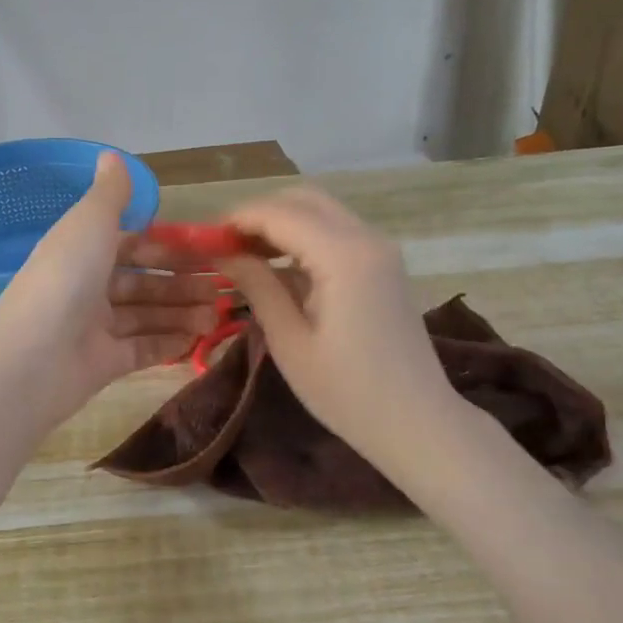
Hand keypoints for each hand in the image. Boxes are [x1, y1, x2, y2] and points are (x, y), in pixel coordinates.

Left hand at [0, 153, 217, 421]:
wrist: (32, 358)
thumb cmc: (65, 279)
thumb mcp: (90, 223)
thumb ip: (110, 193)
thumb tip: (111, 155)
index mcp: (82, 252)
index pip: (132, 246)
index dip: (168, 249)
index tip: (208, 252)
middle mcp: (88, 288)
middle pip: (143, 284)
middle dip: (182, 285)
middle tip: (223, 289)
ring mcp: (95, 329)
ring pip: (147, 317)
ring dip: (182, 314)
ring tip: (217, 316)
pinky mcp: (104, 364)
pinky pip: (143, 350)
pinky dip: (169, 344)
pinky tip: (198, 340)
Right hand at [216, 187, 454, 468]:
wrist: (418, 422)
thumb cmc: (348, 392)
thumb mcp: (290, 341)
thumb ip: (257, 286)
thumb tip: (222, 254)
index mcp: (343, 256)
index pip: (280, 214)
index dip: (238, 220)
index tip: (204, 241)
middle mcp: (366, 238)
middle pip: (303, 199)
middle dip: (260, 215)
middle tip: (226, 247)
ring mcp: (380, 249)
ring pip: (321, 211)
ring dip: (282, 223)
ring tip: (246, 257)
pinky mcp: (383, 265)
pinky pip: (337, 232)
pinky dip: (304, 237)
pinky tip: (280, 268)